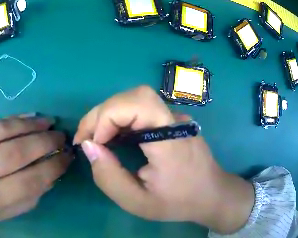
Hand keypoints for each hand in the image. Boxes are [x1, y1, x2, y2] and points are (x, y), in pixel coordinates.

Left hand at [0, 115, 72, 226]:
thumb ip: (22, 201)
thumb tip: (48, 178)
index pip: (26, 183)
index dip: (52, 168)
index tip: (67, 158)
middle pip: (14, 154)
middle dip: (44, 143)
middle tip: (61, 137)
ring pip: (0, 132)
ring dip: (29, 126)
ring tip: (48, 122)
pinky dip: (11, 119)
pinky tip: (26, 117)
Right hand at [73, 86, 253, 233]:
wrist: (211, 194)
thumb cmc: (177, 202)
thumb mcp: (137, 202)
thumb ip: (109, 177)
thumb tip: (88, 146)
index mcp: (169, 141)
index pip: (137, 104)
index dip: (107, 117)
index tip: (93, 143)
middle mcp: (174, 120)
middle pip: (134, 96)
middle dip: (102, 113)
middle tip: (86, 138)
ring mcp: (176, 117)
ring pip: (136, 99)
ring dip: (110, 114)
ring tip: (97, 138)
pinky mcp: (173, 120)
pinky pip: (143, 109)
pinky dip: (122, 117)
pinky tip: (116, 136)